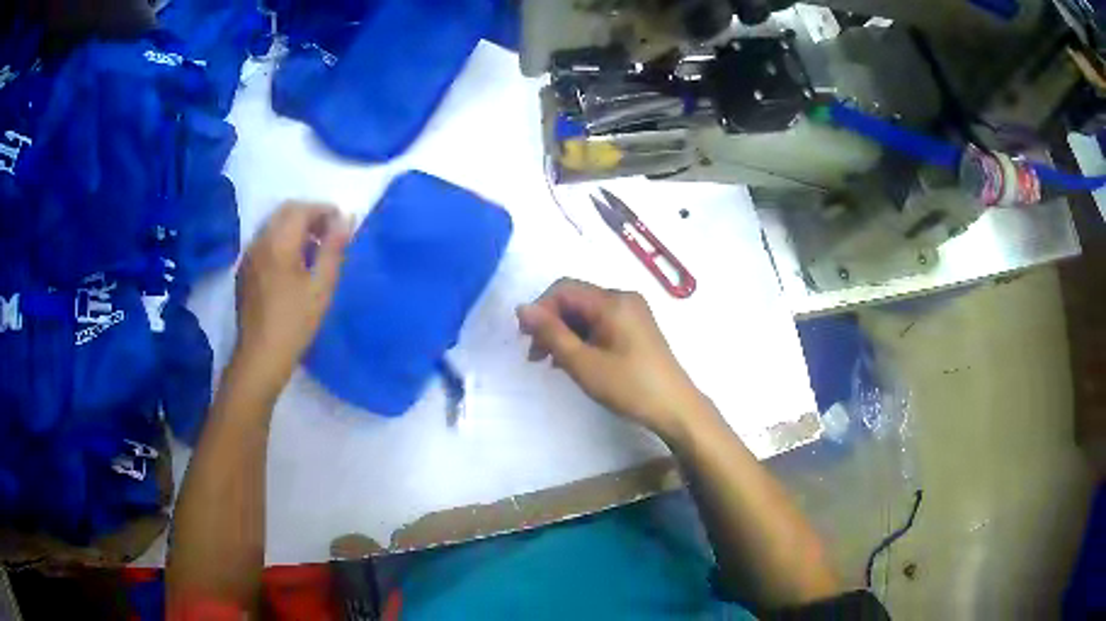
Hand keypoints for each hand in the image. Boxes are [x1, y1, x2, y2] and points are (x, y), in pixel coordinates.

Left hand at [235, 202, 350, 387]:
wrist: (260, 356)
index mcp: (278, 242)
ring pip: (273, 226)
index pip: (302, 209)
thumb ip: (334, 248)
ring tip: (314, 251)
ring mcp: (249, 256)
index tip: (342, 226)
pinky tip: (293, 266)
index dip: (325, 211)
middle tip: (330, 235)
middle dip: (310, 216)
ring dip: (295, 228)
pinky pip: (265, 242)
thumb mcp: (322, 286)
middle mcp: (260, 241)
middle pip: (285, 212)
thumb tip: (346, 219)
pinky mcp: (244, 271)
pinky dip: (282, 242)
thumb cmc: (295, 322)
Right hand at [517, 278, 713, 441]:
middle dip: (551, 323)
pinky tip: (574, 360)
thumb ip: (551, 333)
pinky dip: (583, 337)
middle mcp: (623, 298)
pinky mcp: (637, 327)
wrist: (675, 407)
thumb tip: (522, 308)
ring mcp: (633, 312)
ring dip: (565, 333)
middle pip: (576, 299)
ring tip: (551, 362)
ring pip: (587, 313)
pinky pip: (601, 323)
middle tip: (535, 355)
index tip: (526, 339)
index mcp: (612, 301)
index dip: (540, 310)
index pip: (564, 289)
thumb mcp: (583, 363)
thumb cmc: (628, 386)